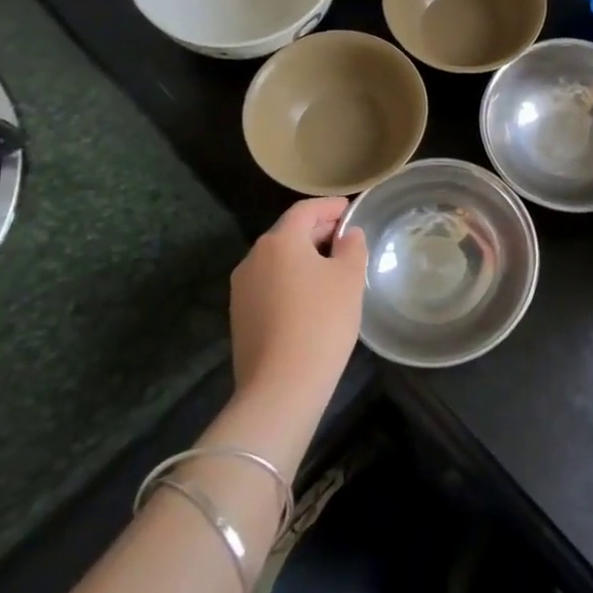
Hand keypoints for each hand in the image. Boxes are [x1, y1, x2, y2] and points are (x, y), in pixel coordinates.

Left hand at [227, 197, 366, 399]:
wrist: (281, 386)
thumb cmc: (322, 321)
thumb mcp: (349, 278)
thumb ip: (352, 247)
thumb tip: (347, 235)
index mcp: (279, 241)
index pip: (305, 210)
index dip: (330, 206)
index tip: (350, 209)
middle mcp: (254, 258)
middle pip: (289, 233)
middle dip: (318, 231)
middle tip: (347, 239)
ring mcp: (242, 289)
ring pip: (278, 260)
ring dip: (304, 257)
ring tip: (333, 268)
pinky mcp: (240, 316)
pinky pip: (270, 284)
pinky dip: (292, 279)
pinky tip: (312, 297)